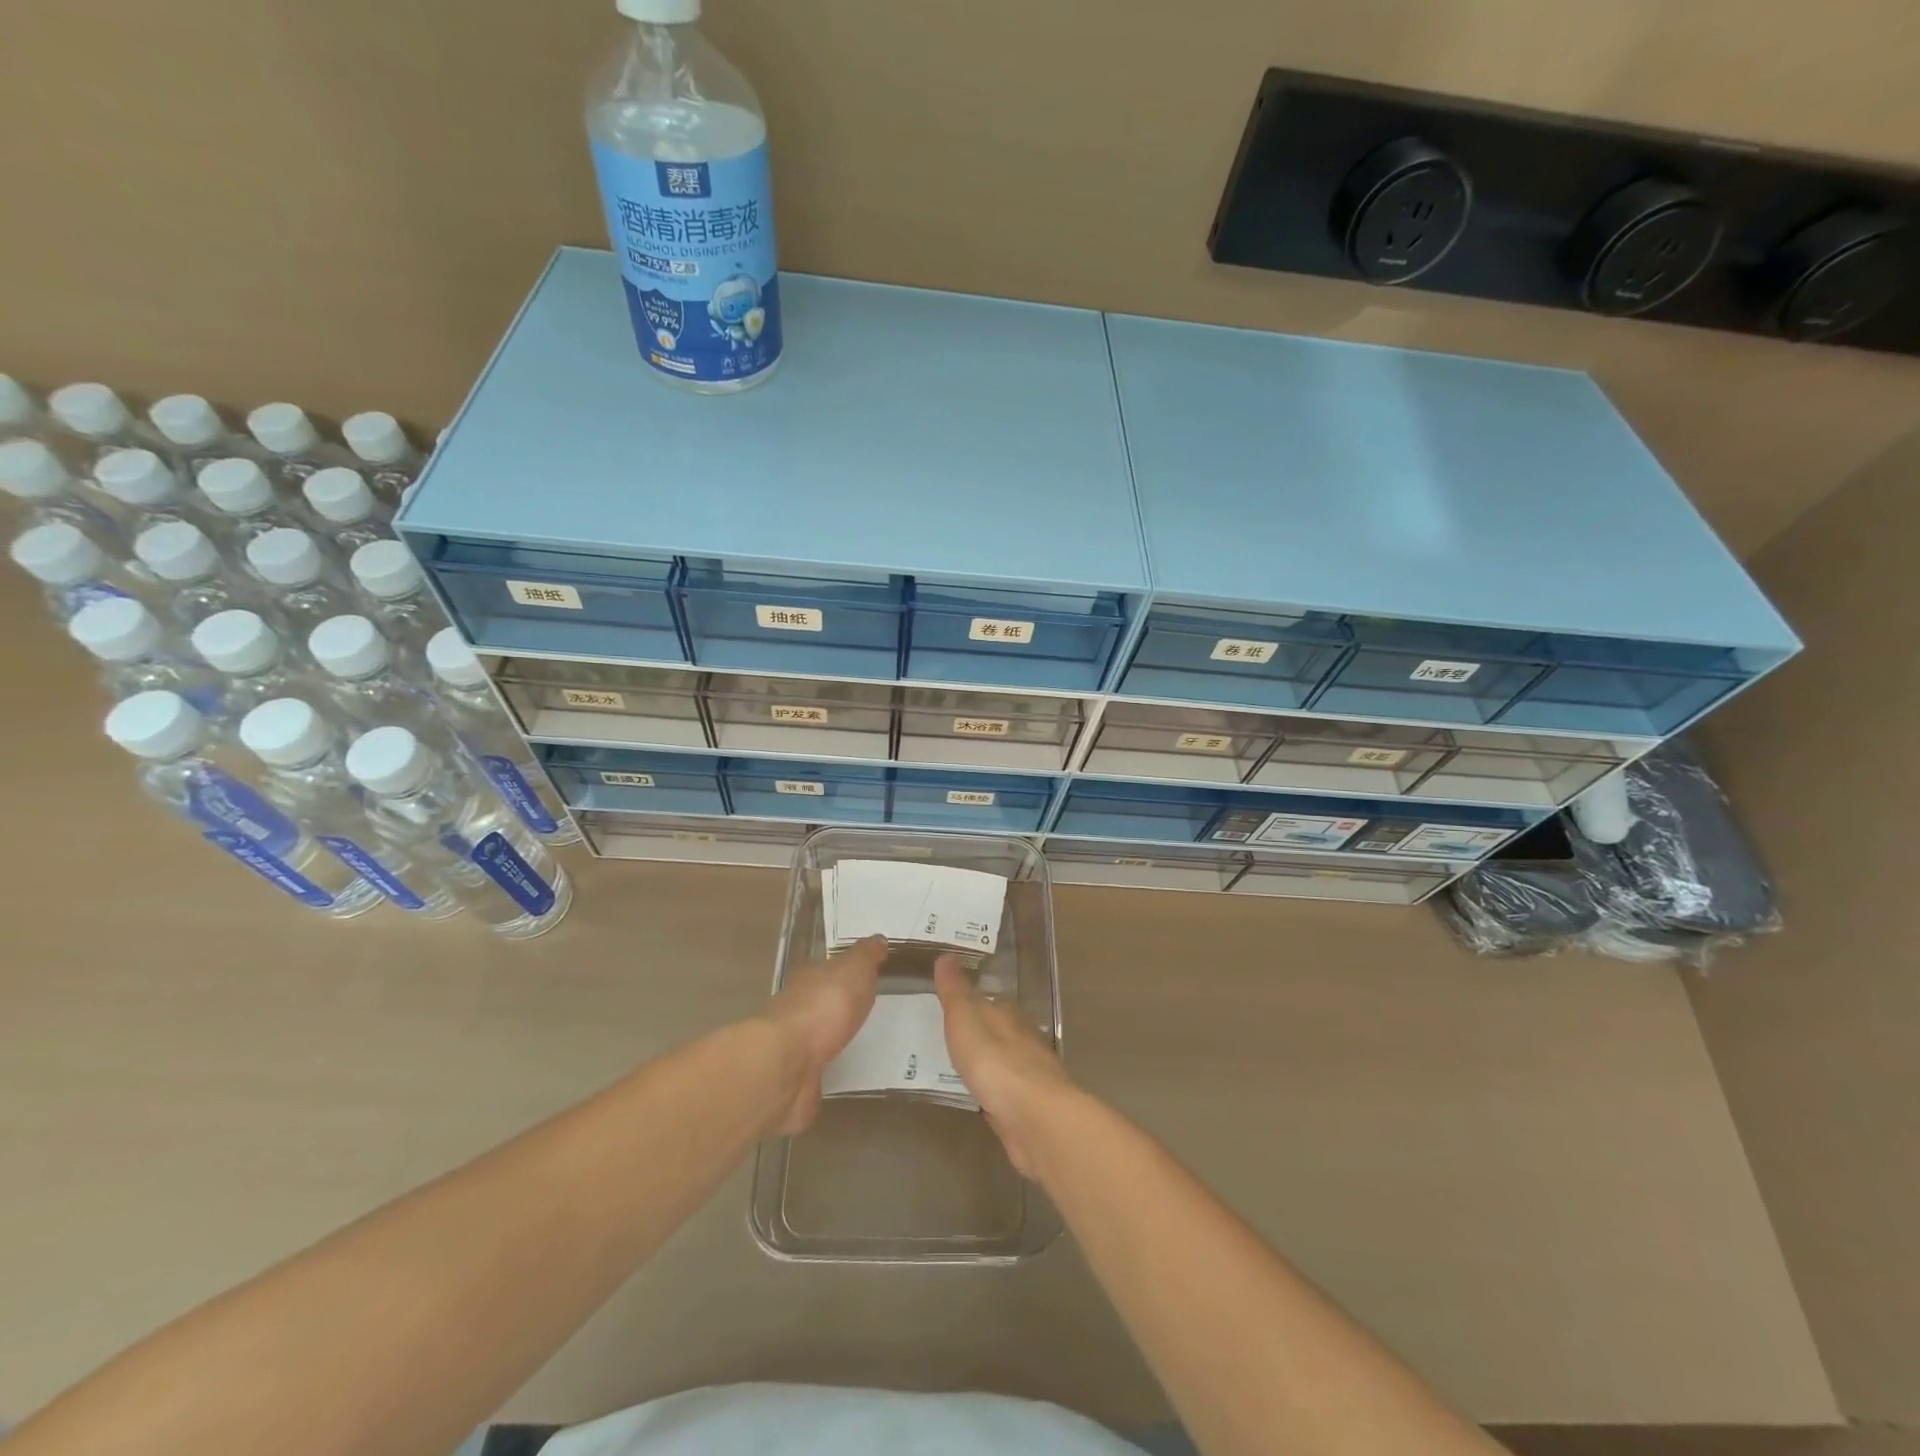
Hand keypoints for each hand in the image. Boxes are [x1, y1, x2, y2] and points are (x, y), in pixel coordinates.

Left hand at [762, 935, 885, 1134]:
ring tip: (868, 1044)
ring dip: (836, 1040)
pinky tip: (850, 1074)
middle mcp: (797, 1009)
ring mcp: (795, 1047)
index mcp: (809, 979)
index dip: (847, 972)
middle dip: (842, 1007)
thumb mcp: (854, 968)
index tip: (867, 978)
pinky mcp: (798, 1080)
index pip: (828, 971)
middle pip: (822, 1003)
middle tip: (872, 1011)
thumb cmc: (825, 1006)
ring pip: (820, 1038)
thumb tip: (878, 939)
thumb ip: (866, 955)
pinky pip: (820, 1071)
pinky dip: (831, 1071)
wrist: (788, 1063)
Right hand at [934, 953, 1072, 1176]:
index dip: (970, 1002)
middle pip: (998, 1031)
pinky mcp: (1027, 1108)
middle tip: (948, 1035)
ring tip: (955, 1065)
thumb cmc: (996, 1061)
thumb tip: (946, 955)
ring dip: (984, 1063)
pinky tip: (977, 1097)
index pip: (989, 1001)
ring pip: (1001, 1063)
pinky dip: (990, 1091)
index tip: (950, 1004)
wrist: (1035, 1118)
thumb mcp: (966, 1018)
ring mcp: (1028, 1076)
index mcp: (1009, 1015)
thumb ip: (955, 990)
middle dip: (978, 1033)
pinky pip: (1002, 1093)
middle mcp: (1023, 1040)